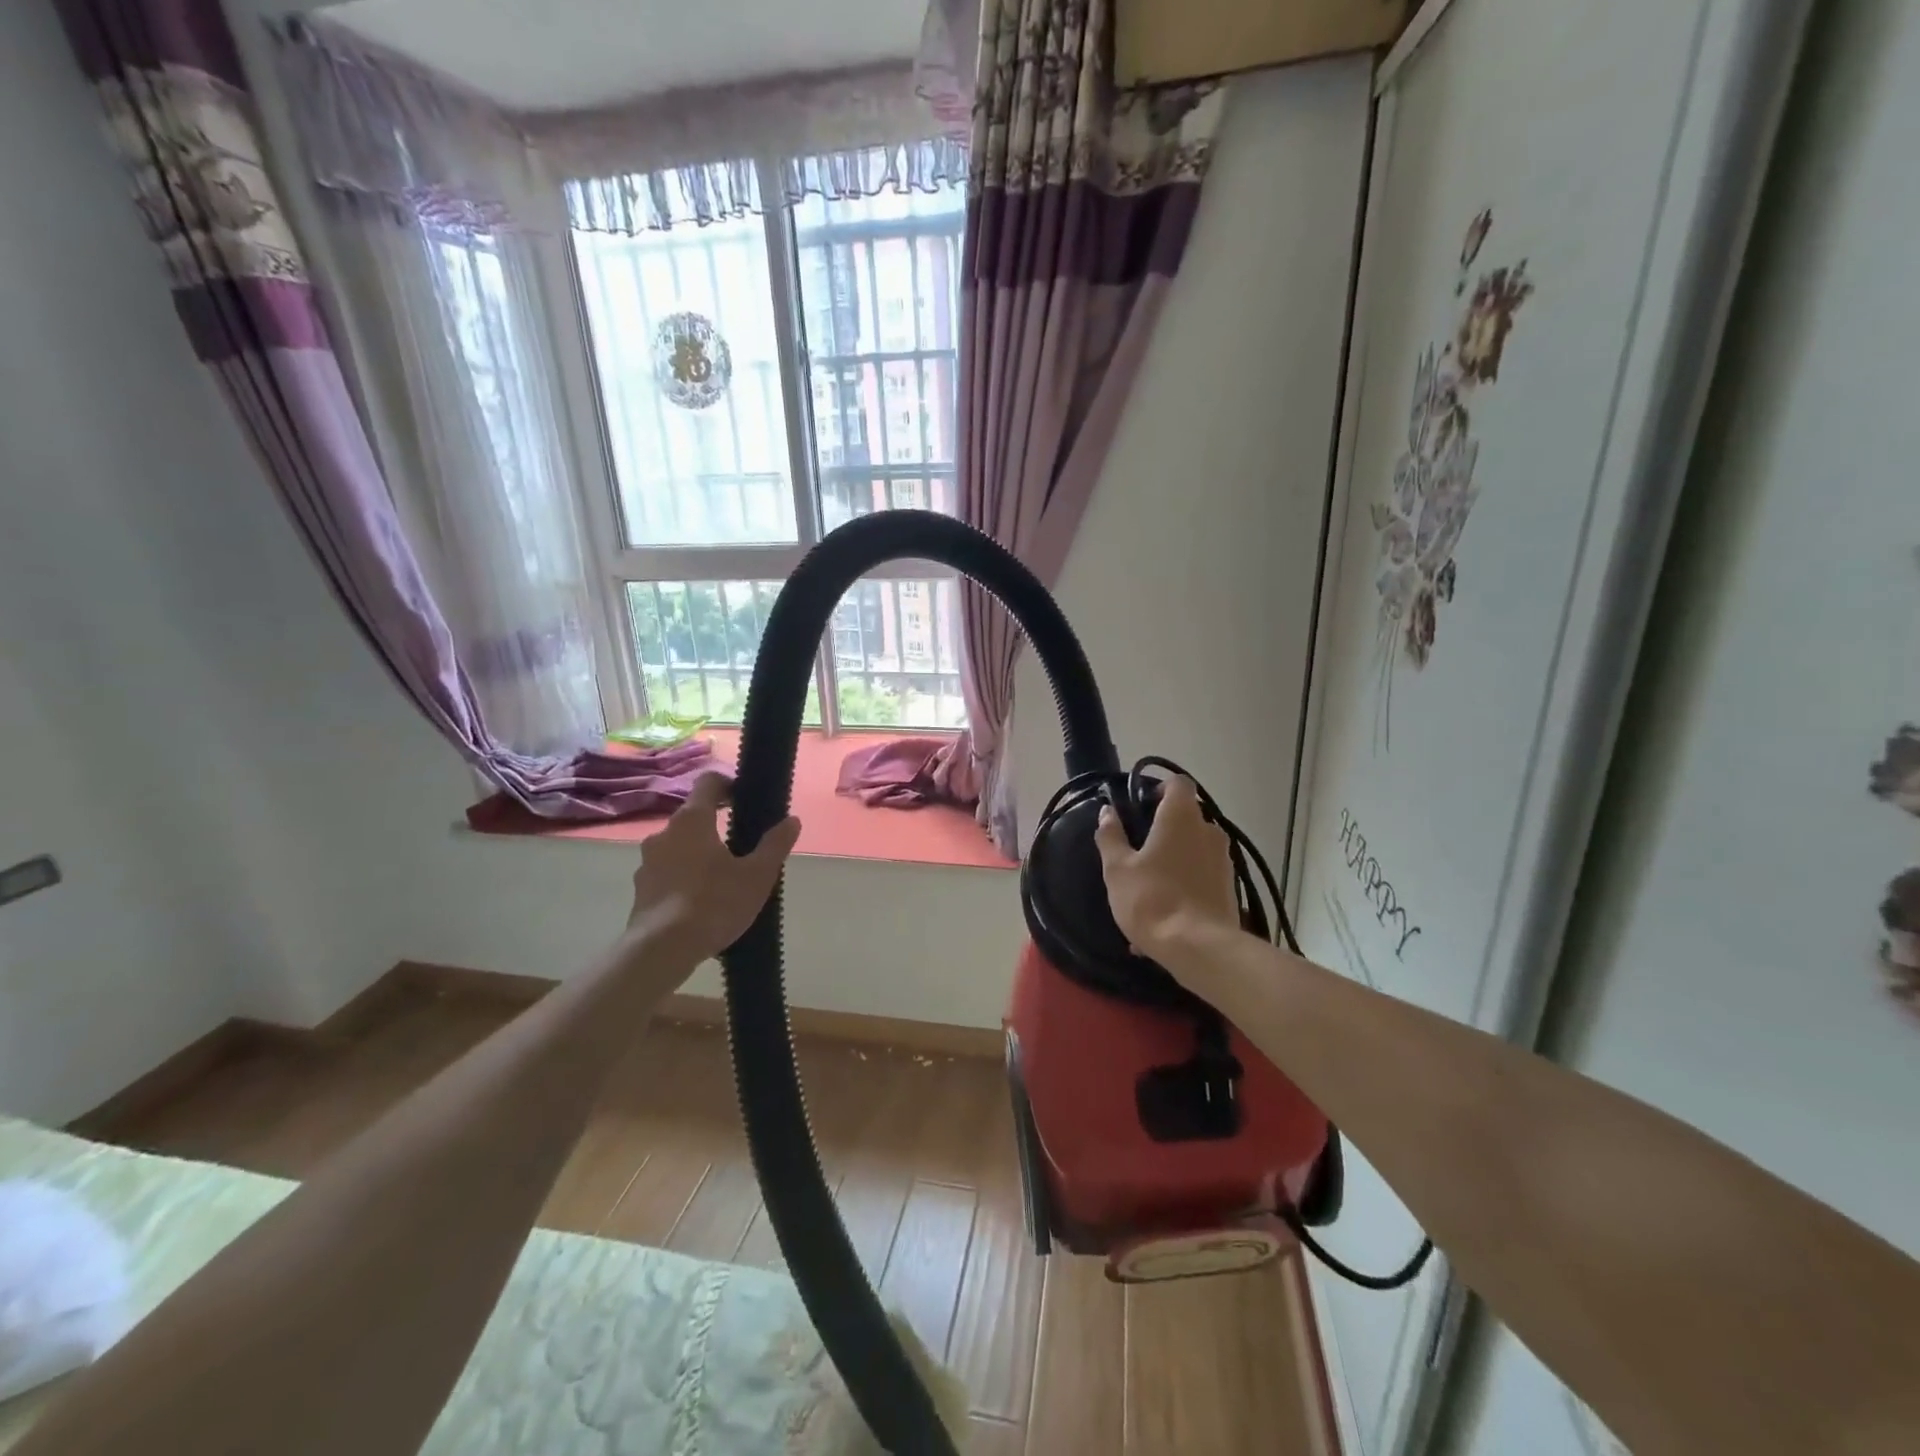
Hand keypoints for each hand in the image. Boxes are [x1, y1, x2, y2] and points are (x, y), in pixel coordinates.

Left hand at [624, 774, 801, 964]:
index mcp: (692, 820)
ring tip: (722, 879)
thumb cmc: (713, 904)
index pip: (708, 782)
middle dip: (716, 826)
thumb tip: (792, 820)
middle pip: (693, 817)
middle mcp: (664, 833)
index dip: (728, 784)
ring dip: (699, 854)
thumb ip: (775, 844)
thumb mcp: (757, 875)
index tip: (744, 799)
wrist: (661, 951)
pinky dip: (684, 878)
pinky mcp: (640, 889)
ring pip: (679, 846)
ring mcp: (647, 862)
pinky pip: (667, 872)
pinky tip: (701, 902)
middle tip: (741, 848)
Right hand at [1094, 776, 1239, 964]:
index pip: (1178, 783)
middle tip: (1138, 850)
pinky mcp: (1230, 888)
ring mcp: (1223, 861)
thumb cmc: (1152, 898)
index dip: (1159, 789)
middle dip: (1164, 829)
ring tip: (1148, 889)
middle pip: (1187, 817)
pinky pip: (1201, 877)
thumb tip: (1107, 812)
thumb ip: (1111, 836)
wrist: (1199, 948)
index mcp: (1181, 817)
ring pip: (1194, 849)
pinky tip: (1163, 916)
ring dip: (1173, 860)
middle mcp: (1208, 831)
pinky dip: (1184, 886)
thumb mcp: (1118, 868)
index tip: (1139, 808)